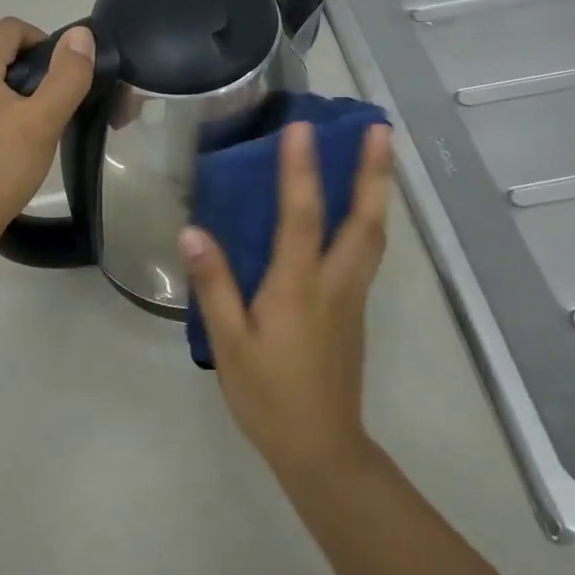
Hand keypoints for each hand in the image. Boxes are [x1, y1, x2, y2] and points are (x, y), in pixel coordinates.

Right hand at [180, 120, 393, 481]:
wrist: (321, 448)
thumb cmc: (269, 396)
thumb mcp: (229, 343)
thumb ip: (214, 286)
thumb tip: (193, 232)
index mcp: (298, 287)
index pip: (301, 216)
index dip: (300, 170)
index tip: (301, 127)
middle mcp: (335, 282)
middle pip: (364, 219)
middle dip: (374, 171)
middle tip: (380, 127)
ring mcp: (352, 296)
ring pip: (374, 234)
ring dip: (379, 190)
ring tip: (380, 154)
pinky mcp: (355, 309)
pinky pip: (368, 252)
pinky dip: (369, 219)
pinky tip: (360, 211)